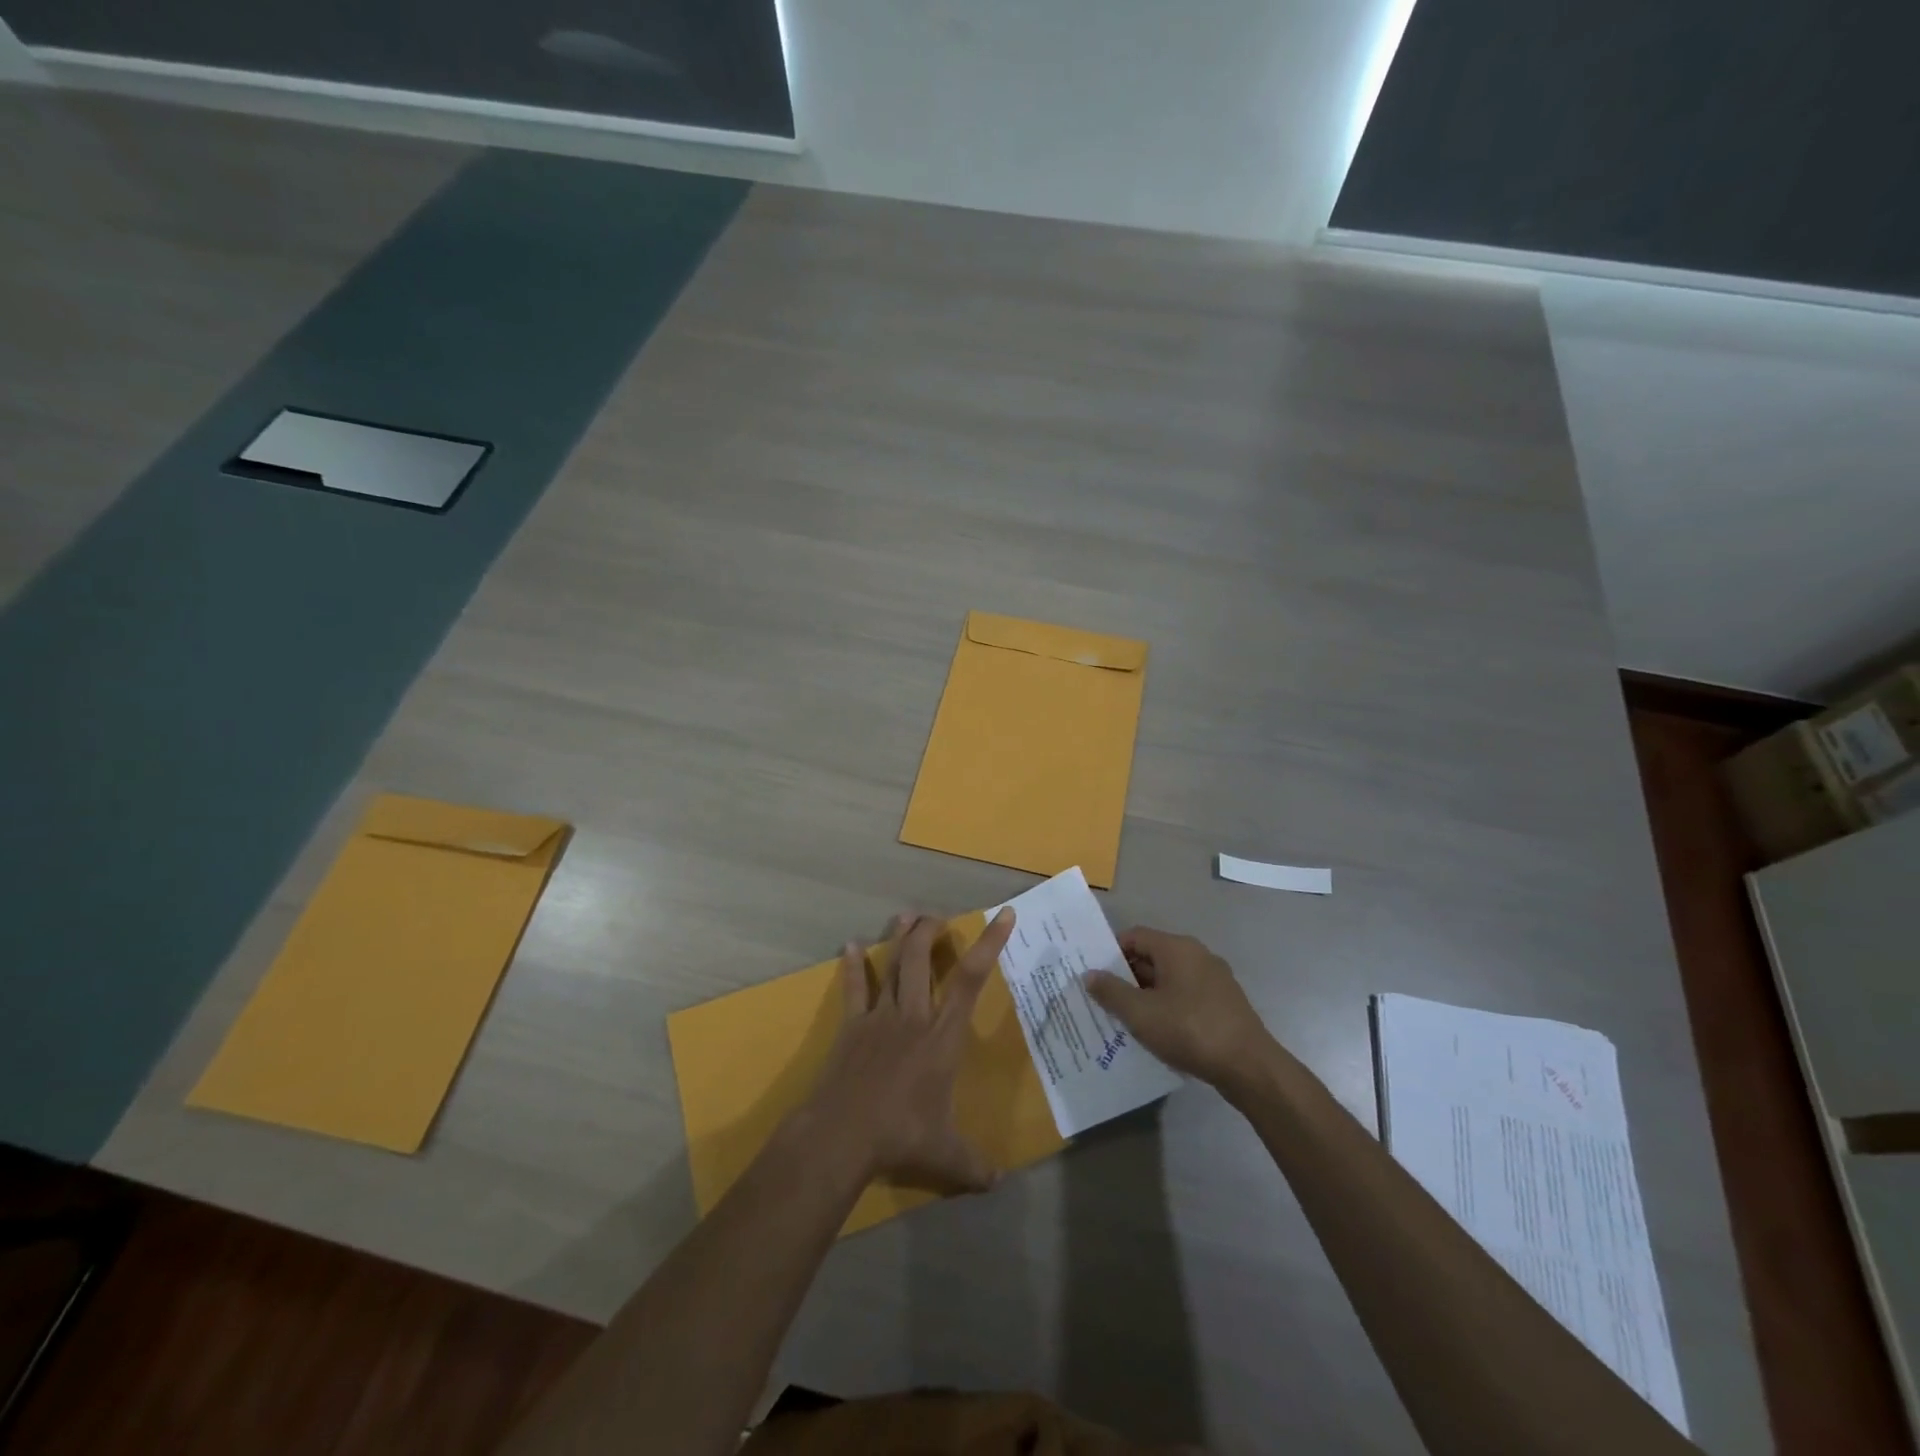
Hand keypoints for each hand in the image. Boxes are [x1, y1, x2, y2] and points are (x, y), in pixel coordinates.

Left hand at [799, 908, 1015, 1193]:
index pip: (971, 980)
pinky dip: (851, 966)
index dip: (989, 944)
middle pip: (921, 959)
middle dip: (931, 931)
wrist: (841, 1134)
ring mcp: (878, 1017)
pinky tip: (848, 946)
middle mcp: (913, 1016)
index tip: (1003, 915)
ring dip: (900, 937)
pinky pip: (853, 989)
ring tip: (908, 916)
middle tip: (939, 917)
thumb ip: (974, 1165)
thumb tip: (998, 1183)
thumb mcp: (946, 1155)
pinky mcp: (851, 1026)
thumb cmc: (900, 1136)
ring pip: (891, 965)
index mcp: (942, 1037)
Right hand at [1086, 927, 1272, 1090]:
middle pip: (1152, 957)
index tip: (1094, 975)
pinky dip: (1168, 1008)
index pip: (1134, 936)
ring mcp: (1214, 979)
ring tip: (1124, 1019)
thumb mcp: (1141, 1013)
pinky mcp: (1224, 1004)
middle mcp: (1197, 955)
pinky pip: (1186, 996)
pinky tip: (1157, 1032)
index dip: (1111, 953)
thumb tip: (1089, 974)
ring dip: (1146, 995)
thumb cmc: (1189, 1030)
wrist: (1249, 1067)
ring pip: (1169, 979)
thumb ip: (1111, 992)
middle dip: (1126, 977)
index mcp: (1177, 948)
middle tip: (1103, 1000)